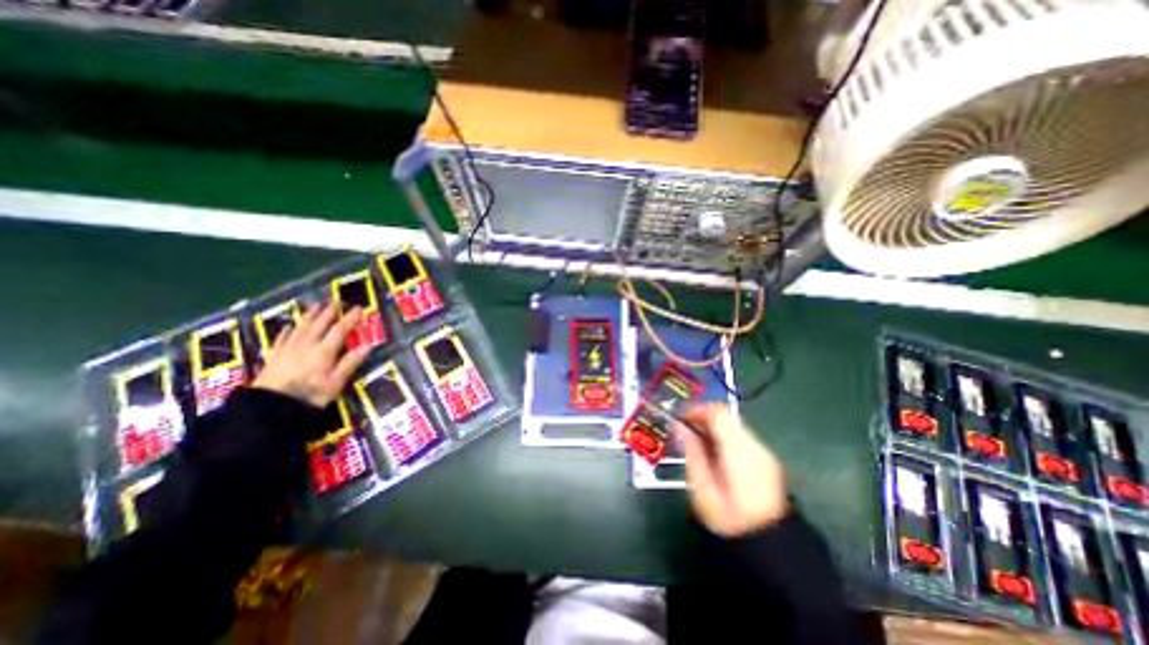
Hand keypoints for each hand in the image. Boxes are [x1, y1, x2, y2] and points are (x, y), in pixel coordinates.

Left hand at [252, 302, 372, 407]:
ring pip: (301, 327)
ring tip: (316, 305)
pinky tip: (289, 325)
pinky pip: (282, 338)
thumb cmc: (310, 396)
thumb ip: (351, 362)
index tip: (359, 309)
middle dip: (329, 312)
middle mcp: (307, 345)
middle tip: (336, 301)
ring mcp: (288, 349)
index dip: (350, 318)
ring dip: (310, 315)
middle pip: (319, 324)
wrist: (270, 407)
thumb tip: (369, 345)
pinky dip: (287, 330)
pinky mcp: (274, 356)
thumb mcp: (336, 382)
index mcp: (324, 351)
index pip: (340, 330)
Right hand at [680, 403, 789, 539]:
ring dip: (714, 429)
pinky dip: (725, 439)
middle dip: (703, 418)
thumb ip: (691, 451)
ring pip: (734, 427)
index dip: (696, 410)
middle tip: (685, 430)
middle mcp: (755, 445)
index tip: (679, 417)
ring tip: (697, 444)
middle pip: (727, 417)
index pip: (717, 413)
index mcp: (737, 450)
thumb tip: (679, 426)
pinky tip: (716, 457)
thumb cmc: (729, 519)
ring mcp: (764, 453)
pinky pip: (742, 439)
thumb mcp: (702, 487)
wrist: (771, 548)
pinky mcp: (768, 462)